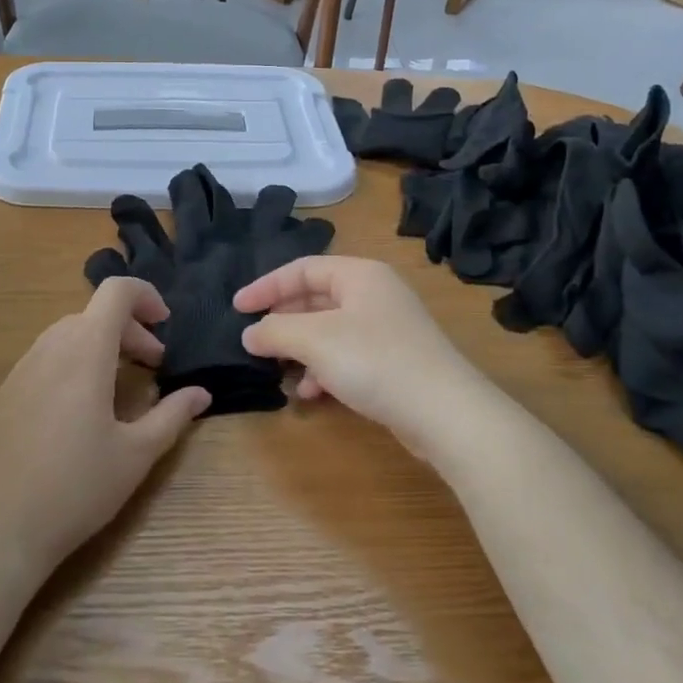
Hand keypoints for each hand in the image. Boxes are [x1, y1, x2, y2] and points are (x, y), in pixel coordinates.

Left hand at [0, 277, 210, 580]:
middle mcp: (50, 348)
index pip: (116, 292)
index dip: (146, 296)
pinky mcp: (6, 393)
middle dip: (131, 329)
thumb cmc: (75, 488)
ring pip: (68, 333)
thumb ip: (172, 416)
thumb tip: (201, 394)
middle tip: (154, 365)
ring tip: (122, 384)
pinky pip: (47, 357)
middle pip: (94, 313)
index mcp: (85, 352)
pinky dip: (76, 361)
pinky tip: (84, 408)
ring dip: (102, 345)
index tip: (166, 326)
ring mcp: (22, 369)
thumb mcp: (136, 455)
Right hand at [235, 257, 506, 463]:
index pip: (302, 269)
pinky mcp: (394, 362)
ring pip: (329, 331)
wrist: (445, 413)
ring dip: (301, 351)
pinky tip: (313, 393)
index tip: (237, 309)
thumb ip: (275, 331)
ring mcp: (388, 329)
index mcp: (360, 275)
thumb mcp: (315, 340)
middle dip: (283, 322)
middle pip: (315, 299)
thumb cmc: (375, 361)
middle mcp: (375, 295)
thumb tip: (249, 334)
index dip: (266, 287)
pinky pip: (347, 356)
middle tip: (256, 342)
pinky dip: (325, 370)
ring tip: (281, 372)